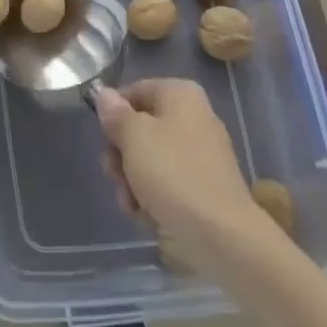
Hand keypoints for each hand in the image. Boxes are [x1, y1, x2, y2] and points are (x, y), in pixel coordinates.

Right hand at [93, 79, 274, 267]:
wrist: (223, 235)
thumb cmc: (173, 173)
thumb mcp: (133, 136)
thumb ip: (115, 113)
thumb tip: (105, 95)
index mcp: (180, 94)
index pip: (133, 92)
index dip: (113, 115)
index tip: (104, 140)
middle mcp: (194, 116)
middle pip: (141, 128)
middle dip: (121, 155)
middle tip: (115, 176)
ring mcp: (202, 154)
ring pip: (152, 159)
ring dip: (133, 181)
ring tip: (131, 204)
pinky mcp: (206, 187)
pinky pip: (169, 183)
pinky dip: (154, 197)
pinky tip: (147, 216)